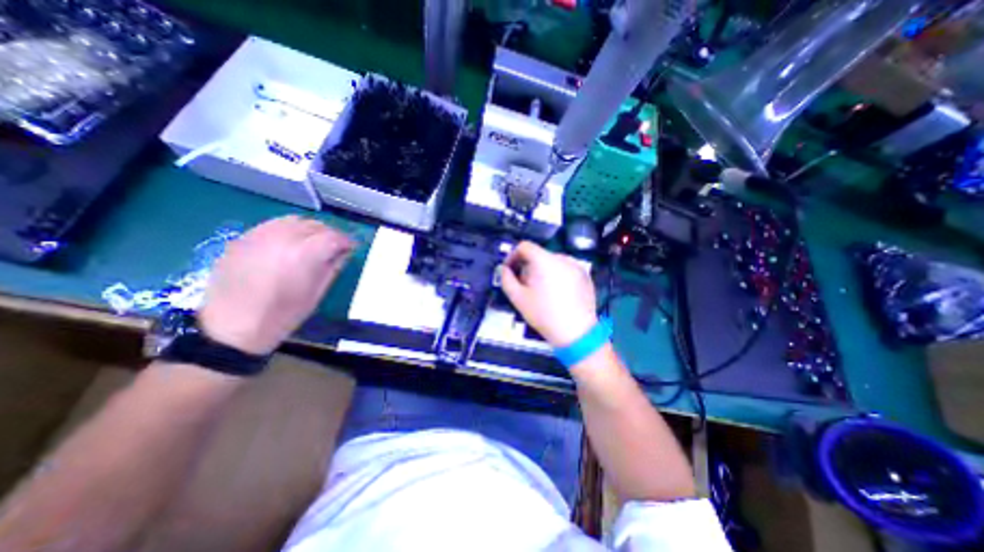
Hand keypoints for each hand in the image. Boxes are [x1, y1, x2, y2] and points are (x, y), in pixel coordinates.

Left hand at [199, 213, 354, 352]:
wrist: (230, 327)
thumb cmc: (282, 315)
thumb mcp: (317, 294)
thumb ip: (333, 268)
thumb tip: (344, 253)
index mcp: (304, 255)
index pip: (333, 237)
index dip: (346, 241)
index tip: (351, 248)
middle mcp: (282, 238)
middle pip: (314, 225)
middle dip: (329, 234)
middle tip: (334, 247)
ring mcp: (258, 236)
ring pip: (293, 220)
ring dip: (309, 229)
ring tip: (312, 243)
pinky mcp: (242, 239)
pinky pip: (271, 225)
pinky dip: (287, 229)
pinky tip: (288, 244)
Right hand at [501, 245, 600, 345]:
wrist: (576, 333)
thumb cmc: (544, 314)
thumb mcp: (518, 298)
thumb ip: (506, 279)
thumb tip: (504, 269)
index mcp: (545, 260)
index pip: (525, 246)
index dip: (513, 255)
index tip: (510, 270)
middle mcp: (563, 258)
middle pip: (539, 255)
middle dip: (528, 267)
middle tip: (525, 285)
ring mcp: (576, 266)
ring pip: (552, 262)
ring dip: (543, 271)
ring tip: (542, 292)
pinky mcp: (585, 276)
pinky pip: (565, 269)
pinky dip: (557, 276)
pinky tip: (558, 295)